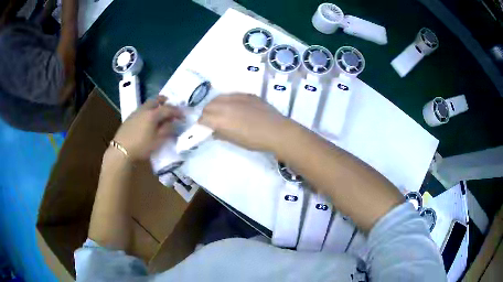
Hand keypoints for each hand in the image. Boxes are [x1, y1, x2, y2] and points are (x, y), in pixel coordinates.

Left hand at [113, 96, 182, 160]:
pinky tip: (147, 119)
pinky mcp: (129, 118)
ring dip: (155, 106)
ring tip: (159, 112)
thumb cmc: (141, 146)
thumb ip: (167, 130)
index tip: (183, 116)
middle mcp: (144, 110)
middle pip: (156, 100)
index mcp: (153, 114)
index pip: (168, 109)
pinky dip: (148, 111)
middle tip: (170, 106)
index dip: (177, 111)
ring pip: (147, 104)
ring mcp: (135, 113)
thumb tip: (173, 123)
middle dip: (164, 102)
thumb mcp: (158, 140)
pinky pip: (141, 110)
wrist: (121, 150)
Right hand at [199, 94, 291, 151]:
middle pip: (208, 106)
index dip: (202, 123)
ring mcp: (237, 97)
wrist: (276, 131)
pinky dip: (229, 100)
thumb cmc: (254, 140)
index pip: (203, 118)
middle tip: (213, 120)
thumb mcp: (235, 141)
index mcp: (220, 119)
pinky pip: (232, 95)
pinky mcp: (247, 94)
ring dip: (216, 104)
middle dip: (207, 113)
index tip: (205, 127)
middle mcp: (225, 105)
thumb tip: (214, 132)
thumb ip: (221, 134)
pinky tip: (235, 107)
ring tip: (222, 111)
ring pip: (219, 97)